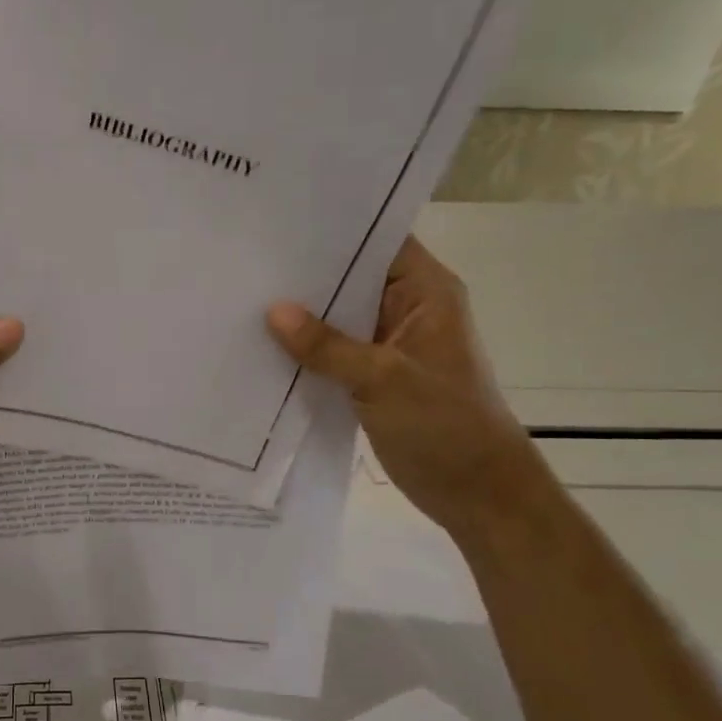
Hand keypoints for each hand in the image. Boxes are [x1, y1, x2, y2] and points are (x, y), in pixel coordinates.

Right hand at [266, 236, 538, 538]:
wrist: (476, 493)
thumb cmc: (444, 426)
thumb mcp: (382, 380)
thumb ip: (327, 345)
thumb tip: (273, 310)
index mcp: (426, 293)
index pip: (378, 241)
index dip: (334, 231)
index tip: (280, 227)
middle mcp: (408, 310)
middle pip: (352, 278)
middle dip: (305, 275)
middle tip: (248, 263)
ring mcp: (390, 345)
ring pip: (339, 318)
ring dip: (302, 316)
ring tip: (245, 299)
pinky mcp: (374, 377)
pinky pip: (334, 353)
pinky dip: (307, 351)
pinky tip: (264, 347)